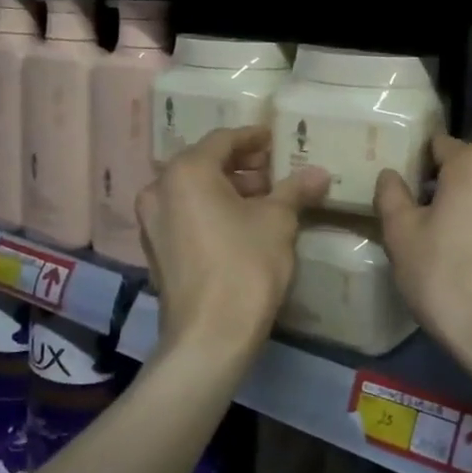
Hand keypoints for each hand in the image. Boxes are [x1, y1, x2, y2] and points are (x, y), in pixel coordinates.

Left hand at [137, 126, 327, 362]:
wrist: (210, 335)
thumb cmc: (245, 265)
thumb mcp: (278, 221)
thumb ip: (295, 189)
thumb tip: (320, 173)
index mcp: (186, 172)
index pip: (223, 140)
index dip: (253, 137)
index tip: (275, 139)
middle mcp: (159, 190)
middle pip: (204, 164)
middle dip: (241, 165)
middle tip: (275, 170)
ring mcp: (152, 222)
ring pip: (193, 191)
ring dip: (228, 189)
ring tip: (265, 198)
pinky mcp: (156, 250)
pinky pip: (185, 215)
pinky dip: (211, 210)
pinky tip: (241, 223)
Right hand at [375, 136, 471, 385]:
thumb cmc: (446, 277)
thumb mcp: (401, 235)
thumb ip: (392, 196)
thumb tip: (391, 175)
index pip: (439, 146)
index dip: (417, 164)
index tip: (402, 189)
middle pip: (468, 169)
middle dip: (445, 186)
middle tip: (419, 217)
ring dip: (470, 207)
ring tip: (446, 241)